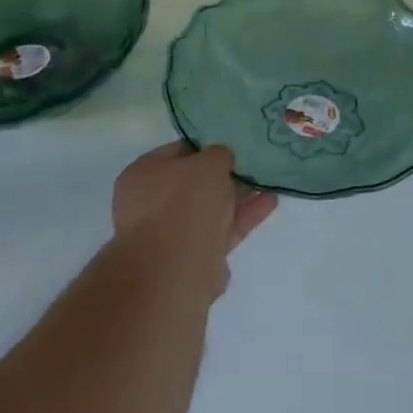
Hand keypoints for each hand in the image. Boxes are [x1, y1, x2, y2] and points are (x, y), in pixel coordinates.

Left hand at [112, 143, 277, 294]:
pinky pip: (223, 228)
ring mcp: (173, 232)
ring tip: (268, 180)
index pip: (177, 152)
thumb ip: (219, 154)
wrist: (176, 268)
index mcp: (143, 175)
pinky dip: (244, 216)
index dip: (206, 146)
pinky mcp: (196, 255)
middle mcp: (152, 203)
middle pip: (194, 183)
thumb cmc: (183, 202)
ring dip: (238, 195)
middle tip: (253, 162)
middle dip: (223, 174)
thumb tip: (221, 159)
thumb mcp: (208, 162)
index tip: (231, 143)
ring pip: (211, 207)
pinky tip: (270, 201)